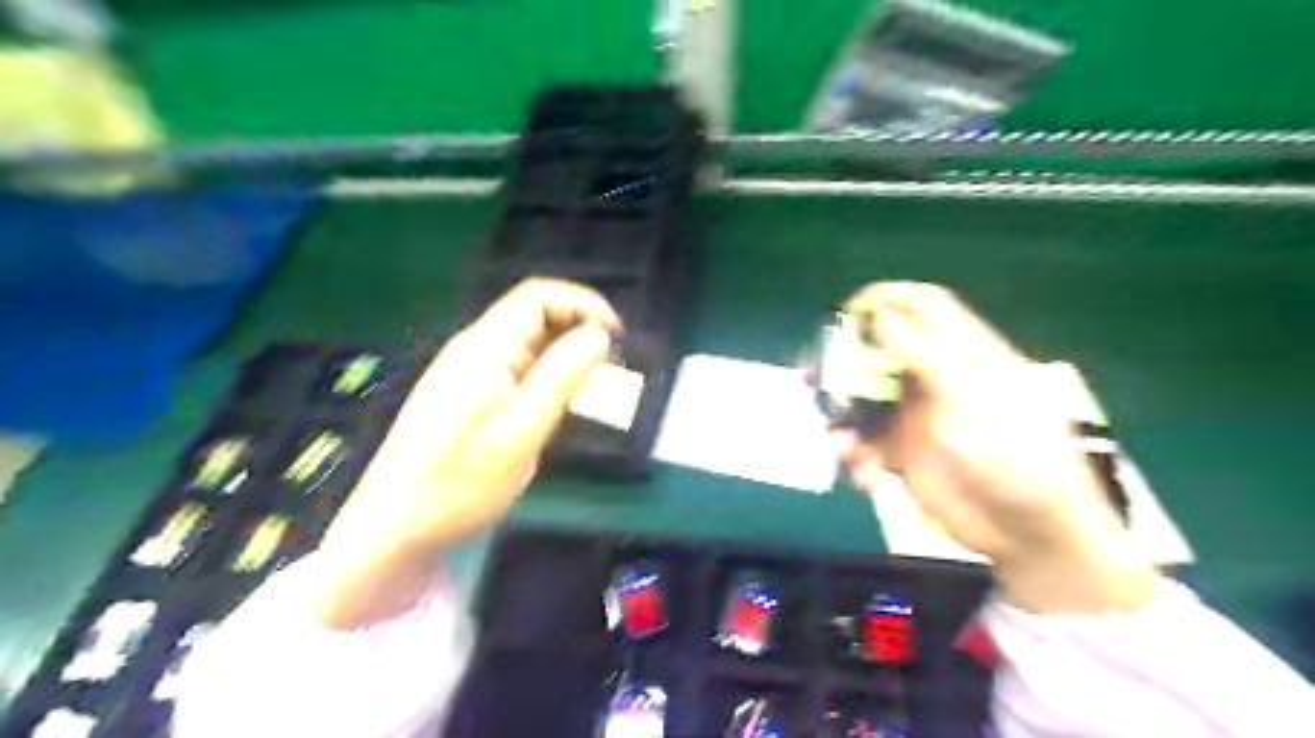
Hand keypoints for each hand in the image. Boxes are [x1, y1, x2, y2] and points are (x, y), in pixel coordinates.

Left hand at [309, 280, 622, 624]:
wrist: (396, 526)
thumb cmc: (459, 484)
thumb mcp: (520, 434)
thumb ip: (560, 379)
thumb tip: (598, 335)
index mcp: (484, 349)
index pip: (539, 296)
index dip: (584, 304)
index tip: (616, 339)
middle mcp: (475, 348)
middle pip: (534, 313)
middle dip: (579, 327)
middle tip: (611, 366)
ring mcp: (469, 370)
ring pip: (528, 339)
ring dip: (566, 350)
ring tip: (594, 384)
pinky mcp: (469, 392)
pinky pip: (518, 364)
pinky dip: (548, 370)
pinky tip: (560, 400)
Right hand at [836, 279, 1153, 612]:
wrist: (1030, 532)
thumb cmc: (1016, 455)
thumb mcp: (969, 398)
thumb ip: (924, 355)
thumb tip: (880, 314)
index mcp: (961, 355)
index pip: (923, 308)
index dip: (887, 299)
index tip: (847, 312)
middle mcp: (934, 379)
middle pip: (880, 353)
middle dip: (845, 364)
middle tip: (816, 377)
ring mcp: (917, 417)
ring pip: (863, 401)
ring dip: (844, 419)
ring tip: (840, 443)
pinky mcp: (904, 454)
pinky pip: (865, 444)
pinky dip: (857, 457)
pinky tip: (864, 476)